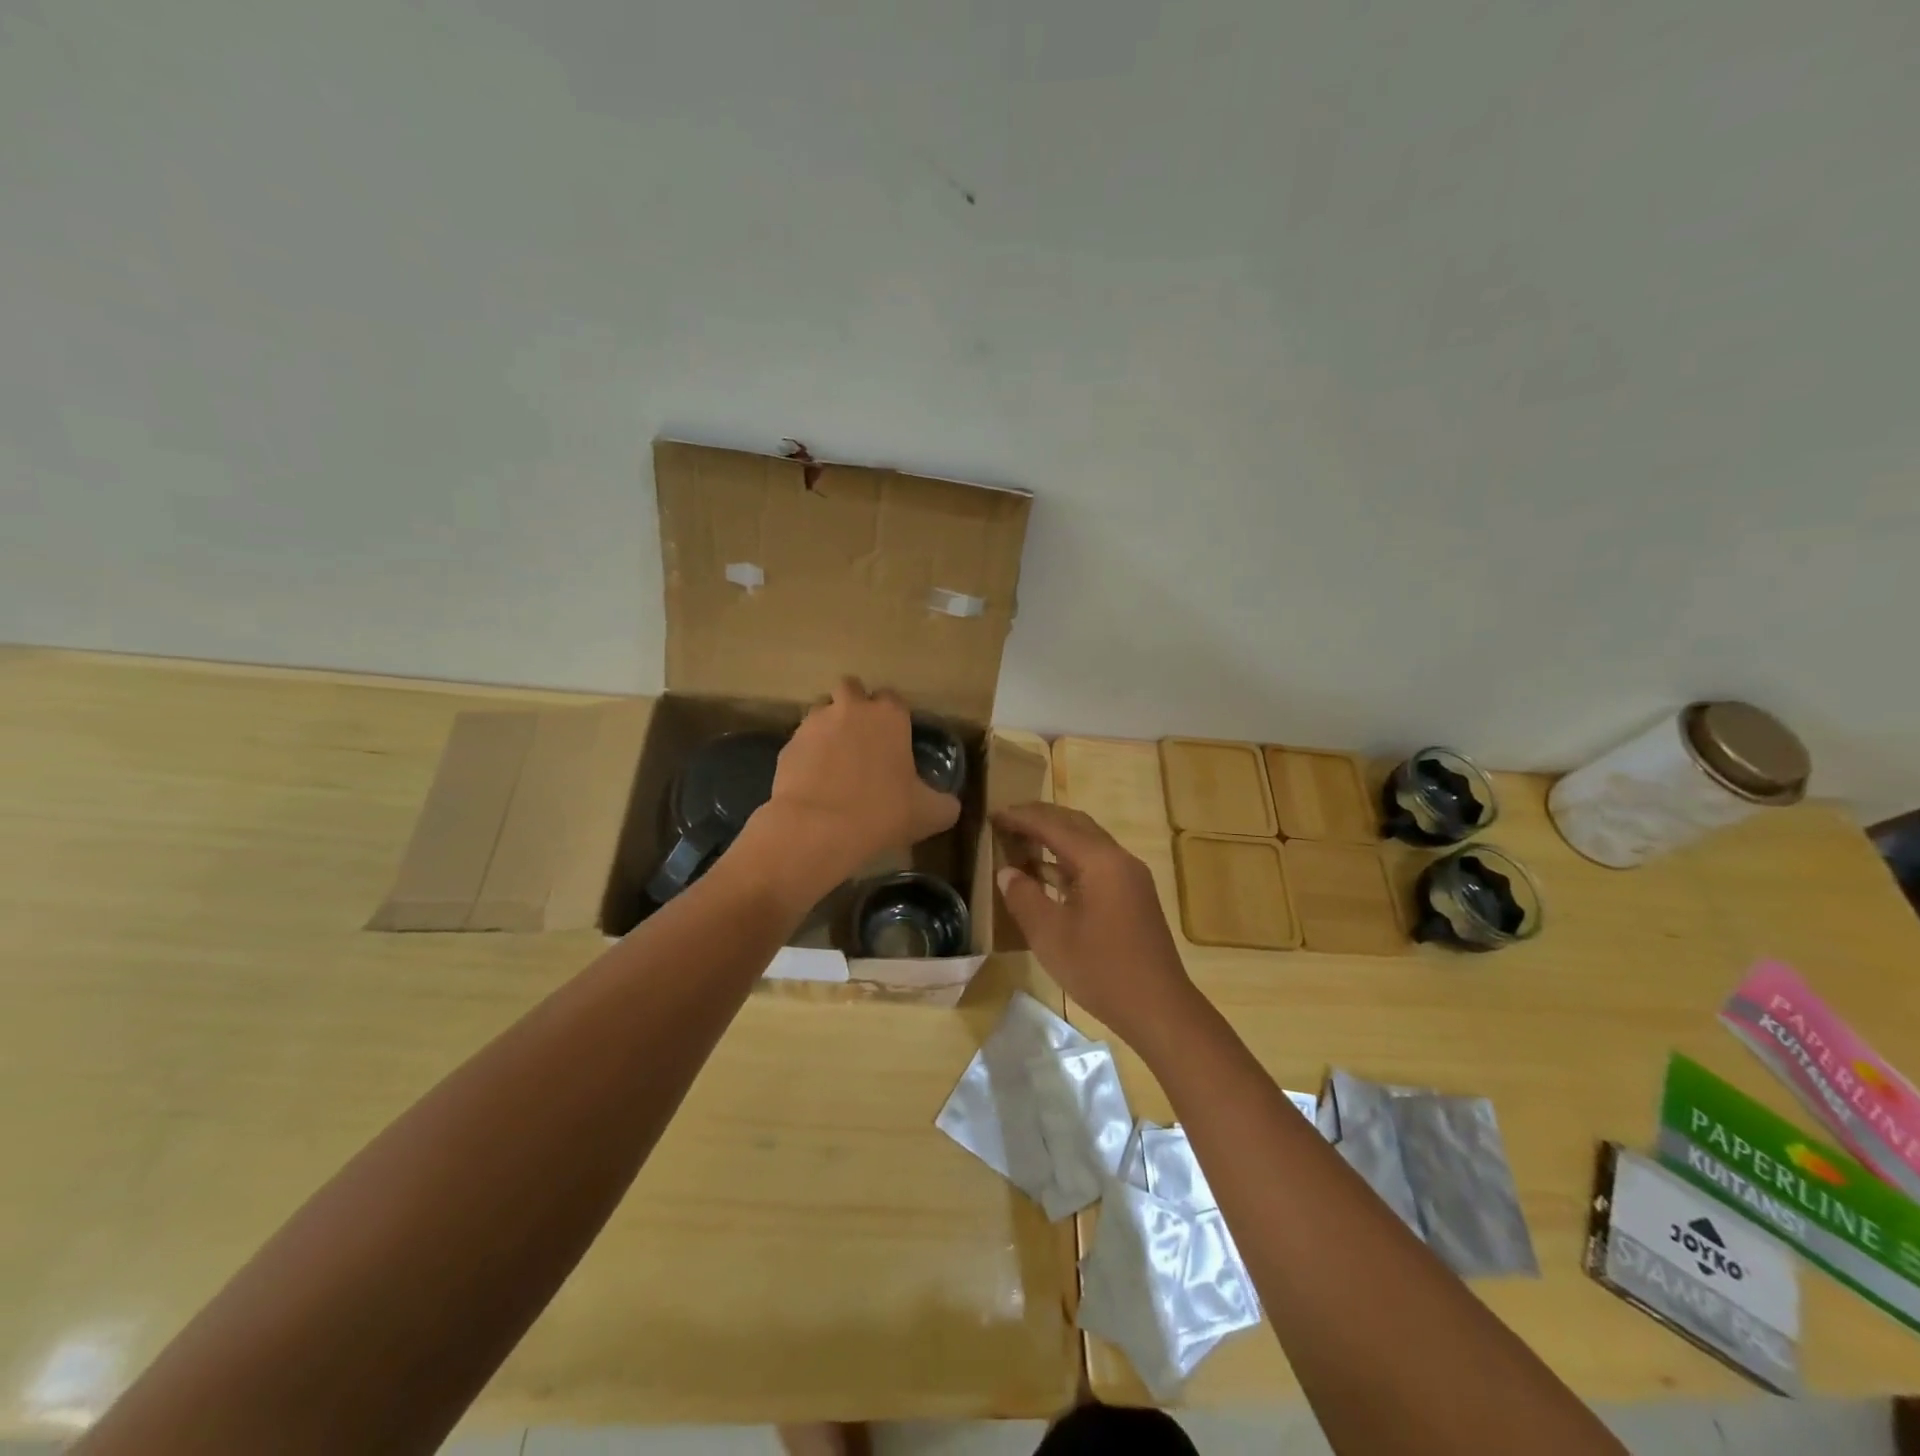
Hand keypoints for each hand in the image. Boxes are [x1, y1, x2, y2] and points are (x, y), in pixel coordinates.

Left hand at [730, 678, 960, 908]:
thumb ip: (944, 803)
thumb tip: (948, 804)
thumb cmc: (882, 812)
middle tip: (862, 739)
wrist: (818, 829)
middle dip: (854, 706)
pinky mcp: (787, 745)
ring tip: (835, 760)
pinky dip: (807, 755)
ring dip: (828, 727)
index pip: (893, 698)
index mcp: (889, 715)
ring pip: (821, 711)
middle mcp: (850, 708)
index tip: (894, 739)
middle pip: (851, 689)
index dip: (893, 717)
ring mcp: (814, 723)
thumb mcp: (930, 814)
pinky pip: (801, 742)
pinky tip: (814, 782)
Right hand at [992, 803, 1198, 1046]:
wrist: (1158, 1008)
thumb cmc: (1101, 969)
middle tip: (1007, 820)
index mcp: (1101, 861)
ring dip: (1054, 839)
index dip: (1021, 818)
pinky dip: (1068, 862)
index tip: (993, 813)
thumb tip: (1007, 872)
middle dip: (1040, 819)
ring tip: (1020, 842)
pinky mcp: (1132, 896)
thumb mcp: (1050, 935)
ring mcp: (1130, 878)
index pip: (1054, 826)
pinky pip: (1095, 865)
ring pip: (1087, 844)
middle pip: (1075, 825)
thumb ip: (1024, 897)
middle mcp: (1119, 860)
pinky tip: (1045, 874)